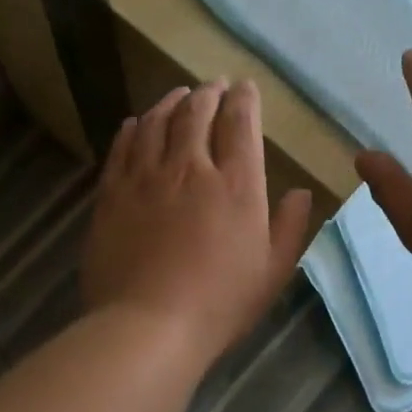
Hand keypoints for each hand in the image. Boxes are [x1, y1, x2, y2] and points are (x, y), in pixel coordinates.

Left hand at [83, 79, 313, 362]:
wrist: (147, 325)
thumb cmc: (219, 304)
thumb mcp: (272, 272)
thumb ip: (289, 227)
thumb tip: (300, 192)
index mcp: (236, 184)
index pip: (240, 123)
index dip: (244, 99)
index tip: (244, 88)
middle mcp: (190, 167)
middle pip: (197, 112)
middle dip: (208, 92)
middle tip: (213, 86)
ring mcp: (145, 177)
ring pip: (157, 121)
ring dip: (171, 102)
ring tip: (178, 95)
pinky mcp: (111, 193)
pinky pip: (122, 146)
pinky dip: (133, 128)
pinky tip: (137, 123)